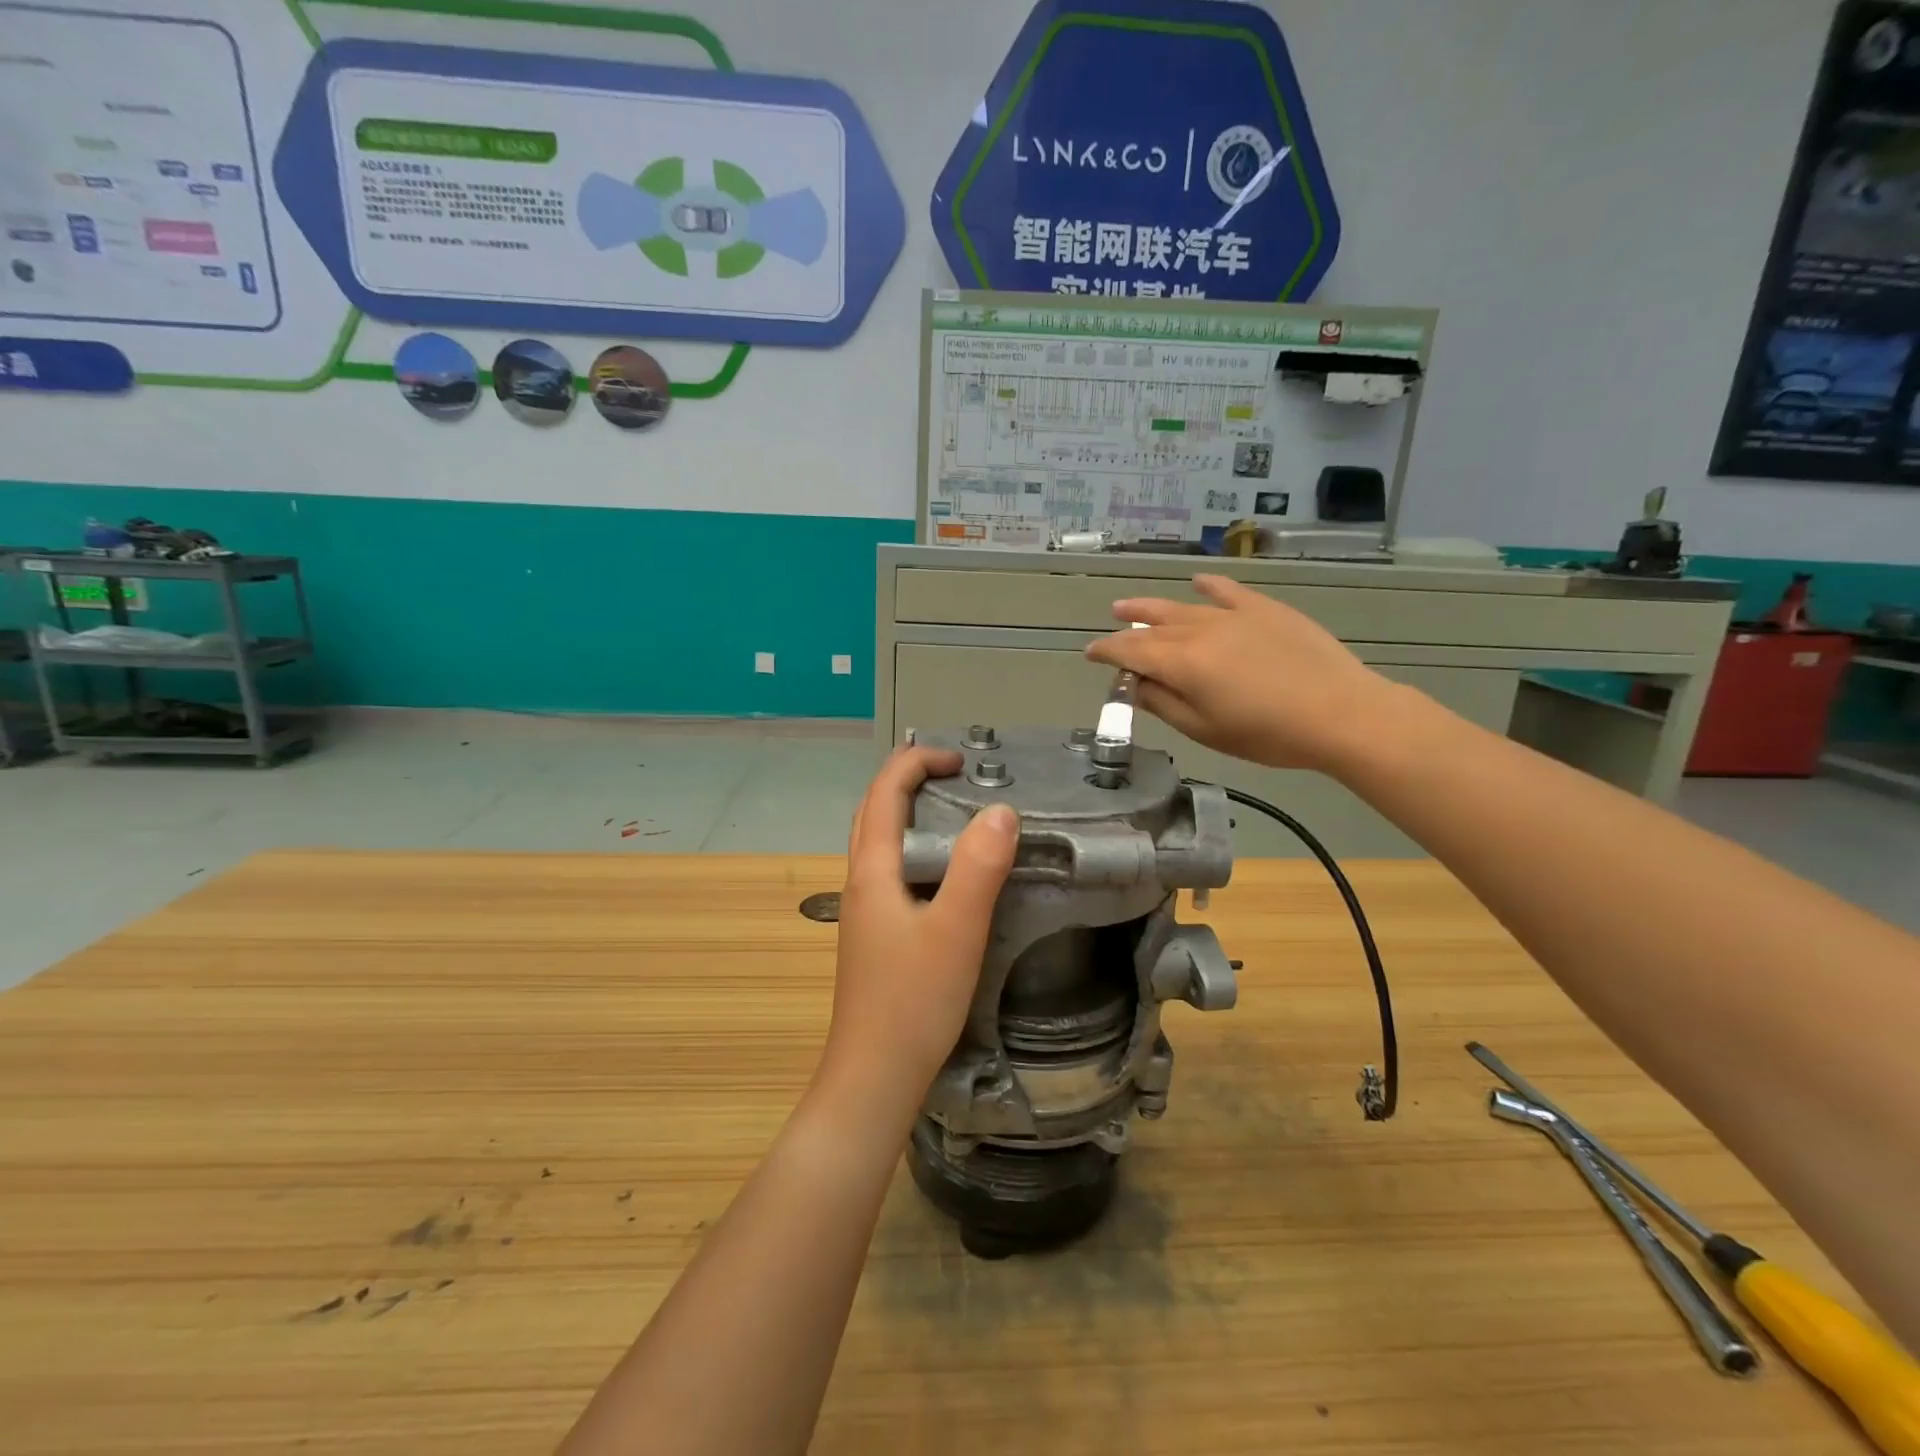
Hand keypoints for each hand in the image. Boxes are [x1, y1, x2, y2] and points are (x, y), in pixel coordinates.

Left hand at [820, 747, 1018, 1112]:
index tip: (959, 760)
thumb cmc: (913, 1001)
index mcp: (873, 871)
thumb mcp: (956, 931)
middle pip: (873, 811)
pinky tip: (942, 872)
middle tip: (953, 773)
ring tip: (950, 809)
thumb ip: (979, 869)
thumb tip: (1001, 811)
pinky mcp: (874, 934)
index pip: (884, 793)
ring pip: (878, 841)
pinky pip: (889, 869)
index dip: (916, 763)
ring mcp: (864, 910)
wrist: (874, 1076)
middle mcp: (860, 882)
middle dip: (906, 779)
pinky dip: (912, 846)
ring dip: (906, 811)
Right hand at [1085, 574, 1407, 774]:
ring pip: (1182, 607)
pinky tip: (1197, 581)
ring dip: (1151, 607)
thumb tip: (1135, 685)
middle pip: (1152, 627)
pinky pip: (1228, 591)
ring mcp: (1233, 615)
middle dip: (1125, 629)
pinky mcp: (1265, 610)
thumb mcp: (1205, 729)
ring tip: (1129, 606)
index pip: (1131, 652)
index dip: (1107, 652)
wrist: (1339, 712)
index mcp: (1181, 662)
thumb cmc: (1266, 733)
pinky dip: (1209, 586)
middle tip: (1108, 631)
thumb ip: (1164, 704)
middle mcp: (1199, 630)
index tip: (1090, 654)